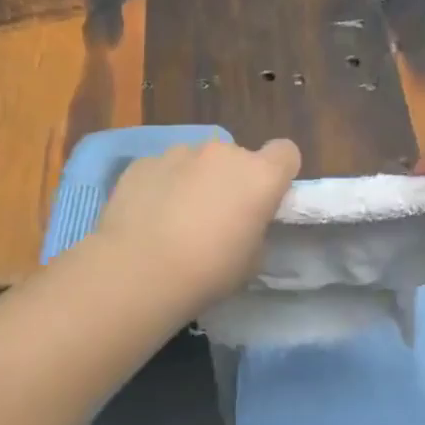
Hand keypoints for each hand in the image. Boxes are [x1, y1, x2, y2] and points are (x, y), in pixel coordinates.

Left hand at [96, 137, 300, 308]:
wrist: (138, 272)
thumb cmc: (208, 271)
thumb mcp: (252, 260)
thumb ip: (256, 229)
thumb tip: (243, 223)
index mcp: (260, 176)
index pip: (286, 152)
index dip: (279, 173)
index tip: (267, 198)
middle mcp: (223, 153)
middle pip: (238, 157)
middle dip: (232, 179)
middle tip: (218, 217)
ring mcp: (179, 153)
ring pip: (197, 161)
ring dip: (196, 181)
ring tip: (177, 218)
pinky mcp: (142, 163)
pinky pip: (163, 170)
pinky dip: (162, 186)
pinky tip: (149, 217)